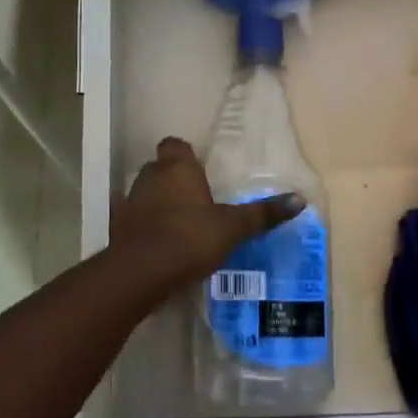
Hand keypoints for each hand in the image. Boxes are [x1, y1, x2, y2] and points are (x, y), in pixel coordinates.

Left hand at [110, 138, 304, 289]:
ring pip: (145, 192)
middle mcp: (150, 176)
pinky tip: (156, 242)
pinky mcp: (117, 227)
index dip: (185, 155)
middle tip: (197, 200)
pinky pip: (133, 219)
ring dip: (158, 202)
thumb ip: (262, 214)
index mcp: (177, 167)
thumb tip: (300, 199)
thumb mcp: (232, 228)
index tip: (199, 171)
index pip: (175, 145)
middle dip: (174, 179)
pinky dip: (142, 226)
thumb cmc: (189, 238)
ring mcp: (130, 201)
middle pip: (160, 168)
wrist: (140, 272)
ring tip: (180, 224)